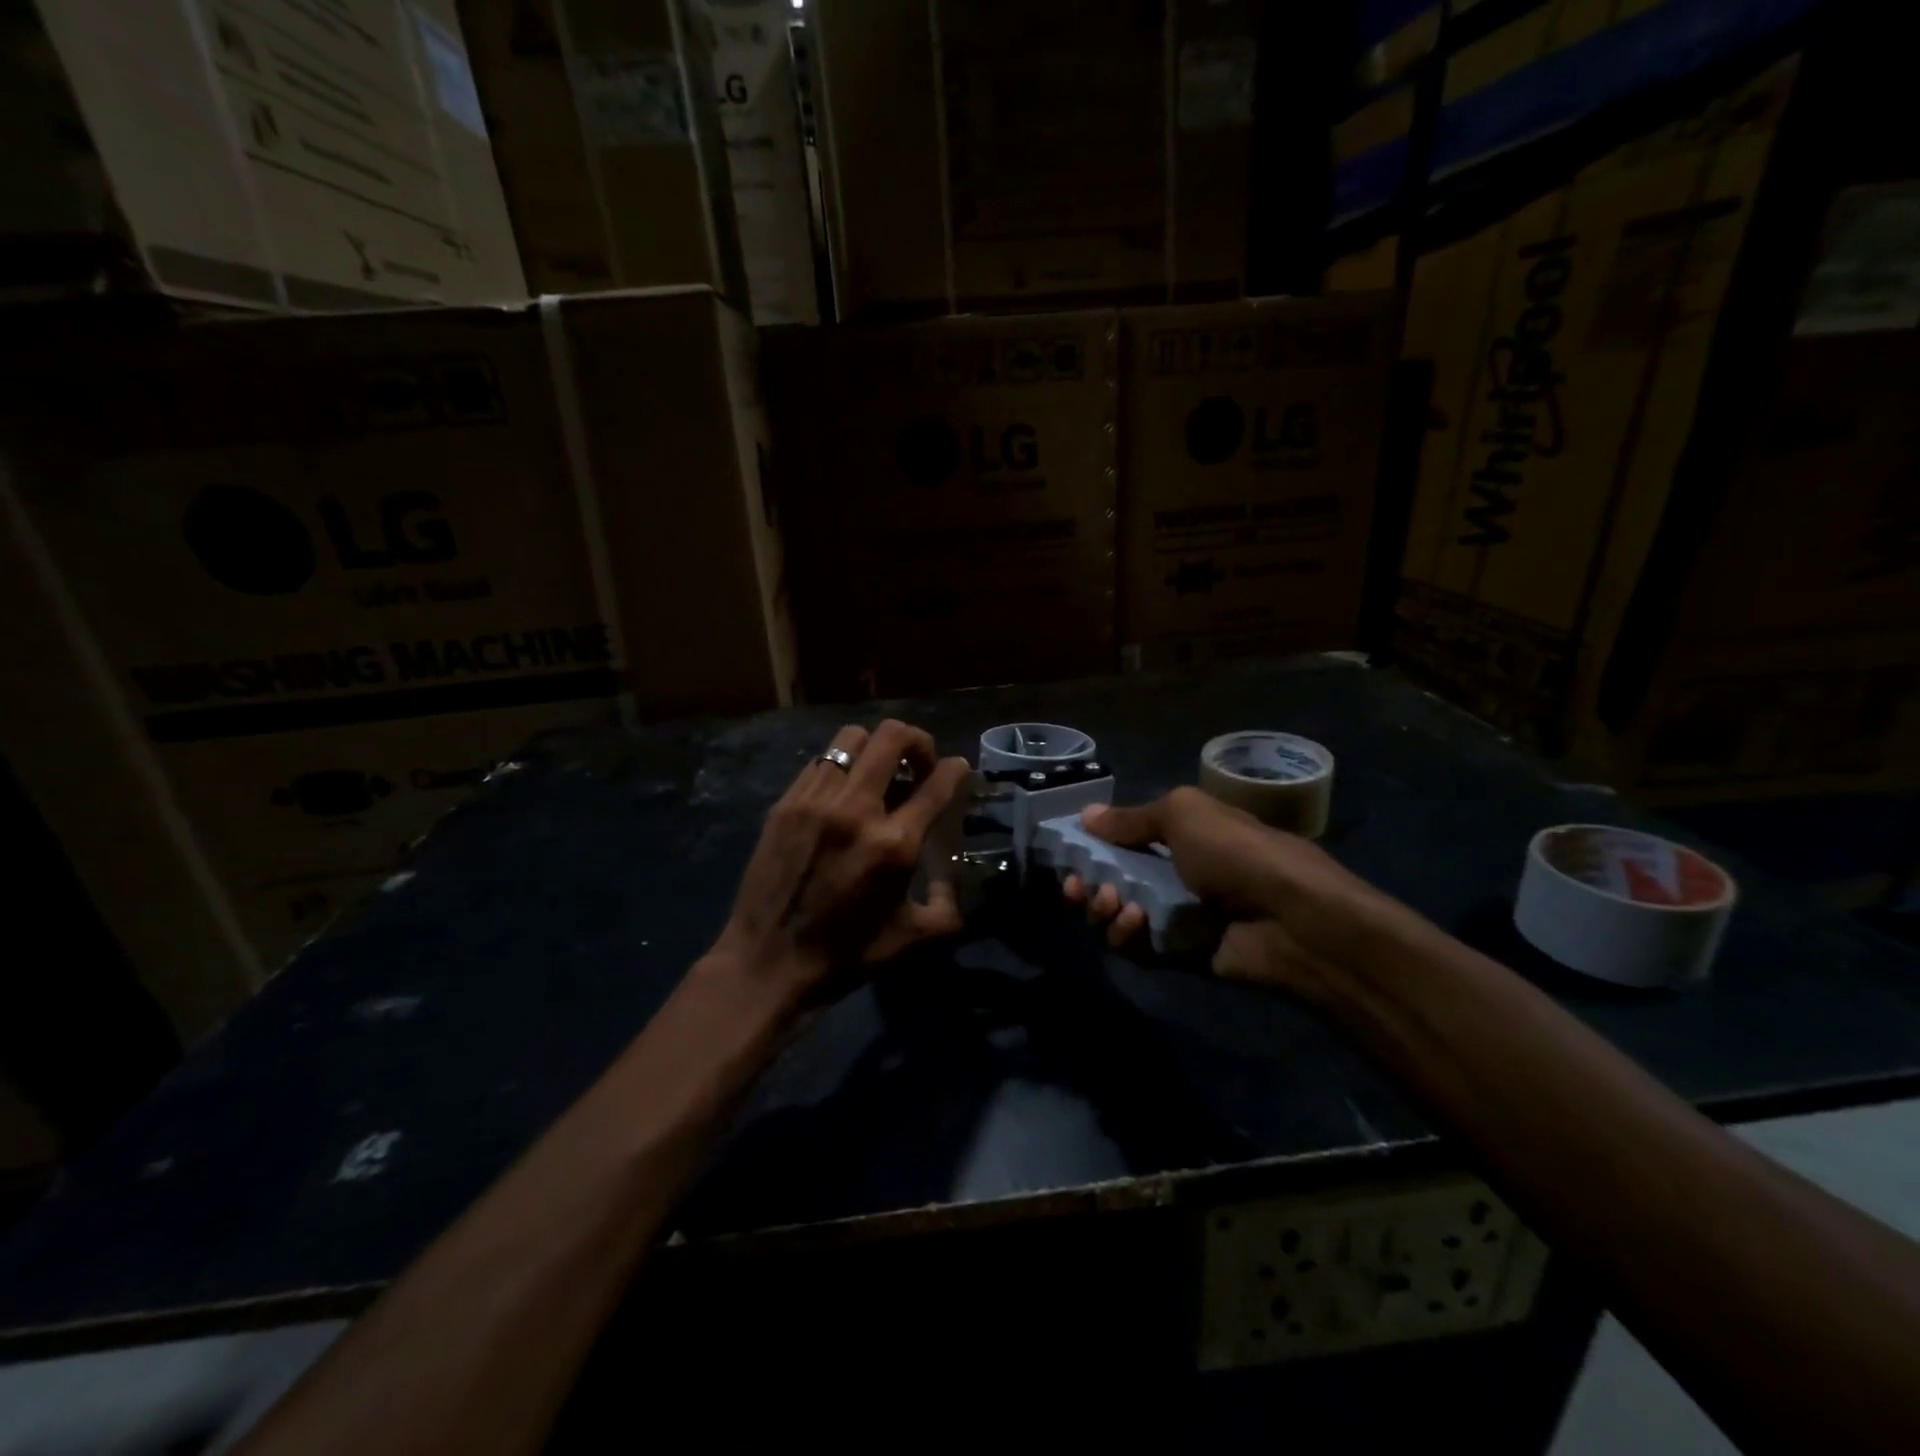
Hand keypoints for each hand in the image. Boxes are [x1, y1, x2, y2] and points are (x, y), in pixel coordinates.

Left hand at [710, 719, 972, 1006]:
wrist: (767, 962)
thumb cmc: (845, 954)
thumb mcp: (912, 939)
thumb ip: (947, 906)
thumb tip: (951, 879)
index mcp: (894, 843)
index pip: (937, 783)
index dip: (956, 769)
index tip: (958, 769)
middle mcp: (856, 810)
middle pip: (893, 737)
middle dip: (919, 741)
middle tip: (920, 765)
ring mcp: (816, 801)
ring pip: (852, 738)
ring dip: (876, 747)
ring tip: (879, 773)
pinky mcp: (786, 804)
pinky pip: (820, 762)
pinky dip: (841, 767)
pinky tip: (842, 793)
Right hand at [1062, 786, 1411, 998]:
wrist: (1294, 920)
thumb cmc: (1237, 853)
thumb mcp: (1184, 815)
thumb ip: (1131, 819)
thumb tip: (1086, 814)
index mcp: (1180, 837)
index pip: (1123, 841)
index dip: (1092, 846)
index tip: (1067, 852)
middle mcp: (1174, 875)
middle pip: (1112, 881)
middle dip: (1087, 883)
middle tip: (1077, 885)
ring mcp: (1177, 917)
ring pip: (1118, 917)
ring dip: (1103, 910)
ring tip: (1112, 903)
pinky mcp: (1179, 955)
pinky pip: (1138, 949)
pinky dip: (1126, 937)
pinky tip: (1132, 924)